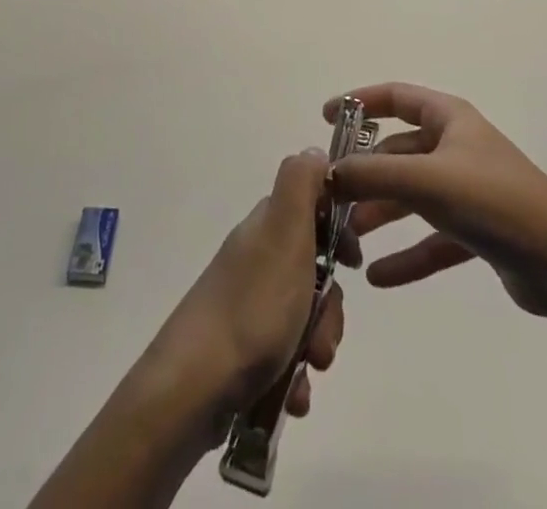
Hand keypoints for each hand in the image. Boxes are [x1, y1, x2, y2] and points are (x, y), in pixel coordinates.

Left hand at [144, 149, 350, 433]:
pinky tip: (291, 397)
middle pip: (313, 270)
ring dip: (316, 345)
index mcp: (266, 228)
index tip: (353, 261)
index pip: (312, 208)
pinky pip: (284, 356)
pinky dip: (294, 378)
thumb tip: (313, 150)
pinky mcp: (241, 349)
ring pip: (304, 317)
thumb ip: (301, 185)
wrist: (194, 388)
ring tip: (308, 370)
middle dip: (330, 307)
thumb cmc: (252, 308)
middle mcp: (256, 259)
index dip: (339, 231)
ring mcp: (246, 305)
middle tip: (324, 335)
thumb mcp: (284, 233)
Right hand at [326, 83, 546, 321]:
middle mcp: (457, 147)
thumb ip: (371, 175)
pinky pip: (432, 238)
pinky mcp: (479, 232)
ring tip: (349, 240)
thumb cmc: (493, 201)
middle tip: (333, 197)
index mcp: (449, 119)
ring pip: (412, 196)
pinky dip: (407, 254)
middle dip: (365, 174)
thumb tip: (324, 173)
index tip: (326, 119)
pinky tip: (378, 278)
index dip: (359, 103)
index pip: (395, 97)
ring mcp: (469, 190)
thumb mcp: (425, 181)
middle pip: (399, 152)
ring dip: (381, 214)